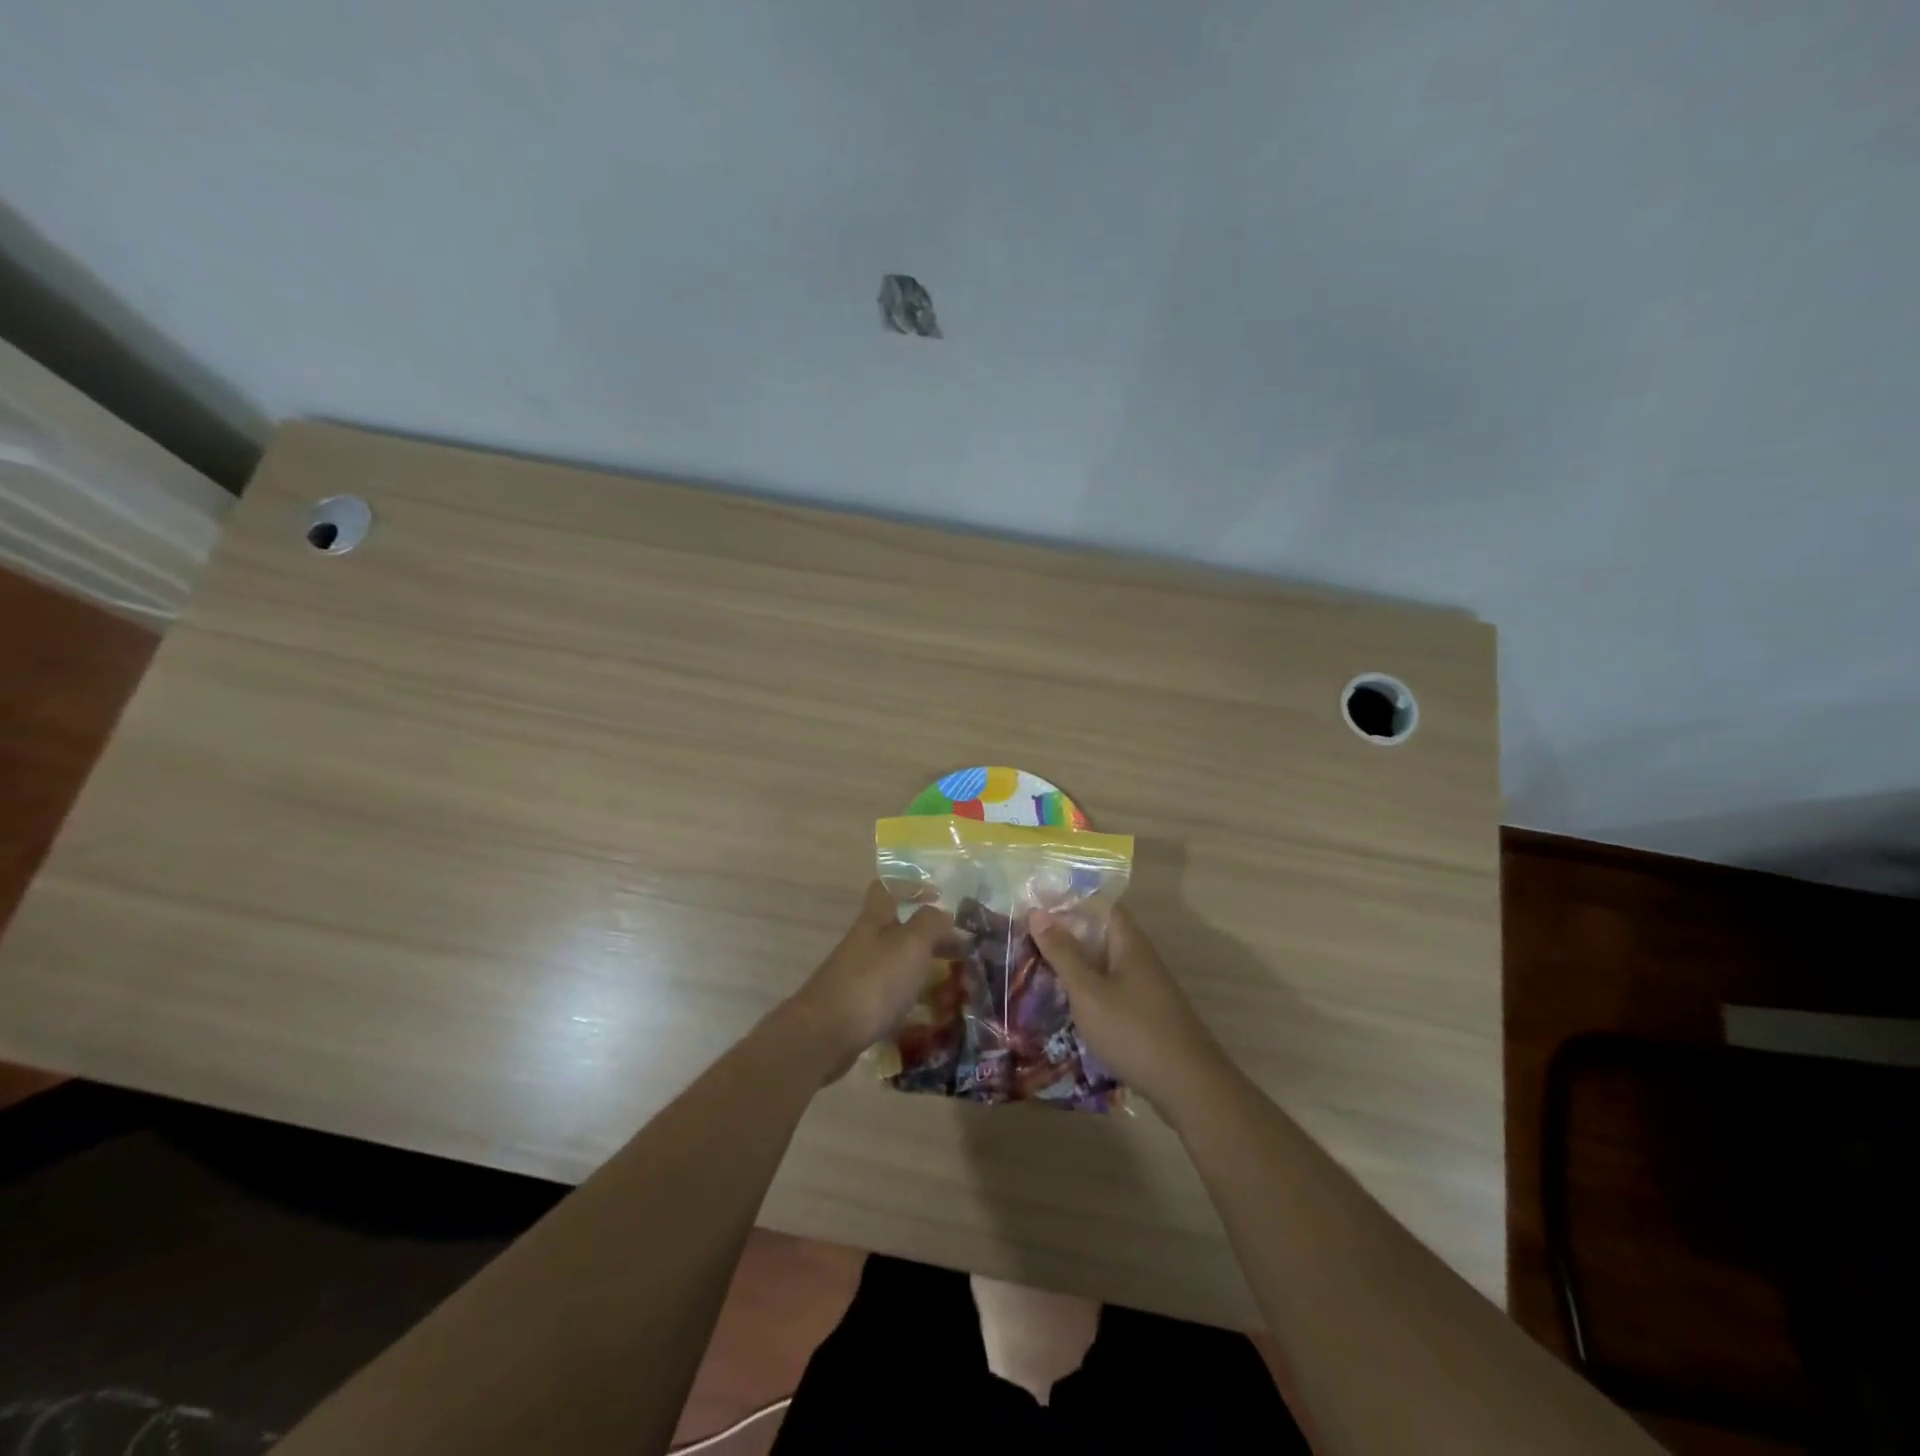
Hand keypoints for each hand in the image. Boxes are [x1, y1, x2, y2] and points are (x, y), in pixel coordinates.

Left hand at [787, 881, 953, 1079]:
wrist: (825, 1036)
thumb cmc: (873, 982)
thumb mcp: (911, 944)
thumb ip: (930, 924)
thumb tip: (942, 914)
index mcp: (874, 921)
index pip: (886, 888)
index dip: (910, 886)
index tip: (939, 896)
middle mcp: (863, 943)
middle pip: (895, 928)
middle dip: (926, 935)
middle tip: (959, 949)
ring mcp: (856, 976)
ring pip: (893, 962)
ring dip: (920, 967)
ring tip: (951, 982)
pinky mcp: (855, 1007)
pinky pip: (888, 993)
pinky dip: (908, 997)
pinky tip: (925, 1012)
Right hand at [1030, 904, 1227, 1109]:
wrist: (1188, 1087)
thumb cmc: (1133, 1031)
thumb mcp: (1088, 992)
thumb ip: (1063, 953)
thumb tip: (1038, 912)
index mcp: (1129, 943)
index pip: (1100, 905)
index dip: (1070, 902)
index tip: (1036, 908)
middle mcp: (1141, 958)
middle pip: (1101, 934)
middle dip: (1067, 935)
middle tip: (1028, 941)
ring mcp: (1147, 988)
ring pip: (1105, 964)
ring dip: (1076, 965)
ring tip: (1039, 971)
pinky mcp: (1147, 1014)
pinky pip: (1112, 989)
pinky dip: (1089, 990)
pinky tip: (1069, 1006)